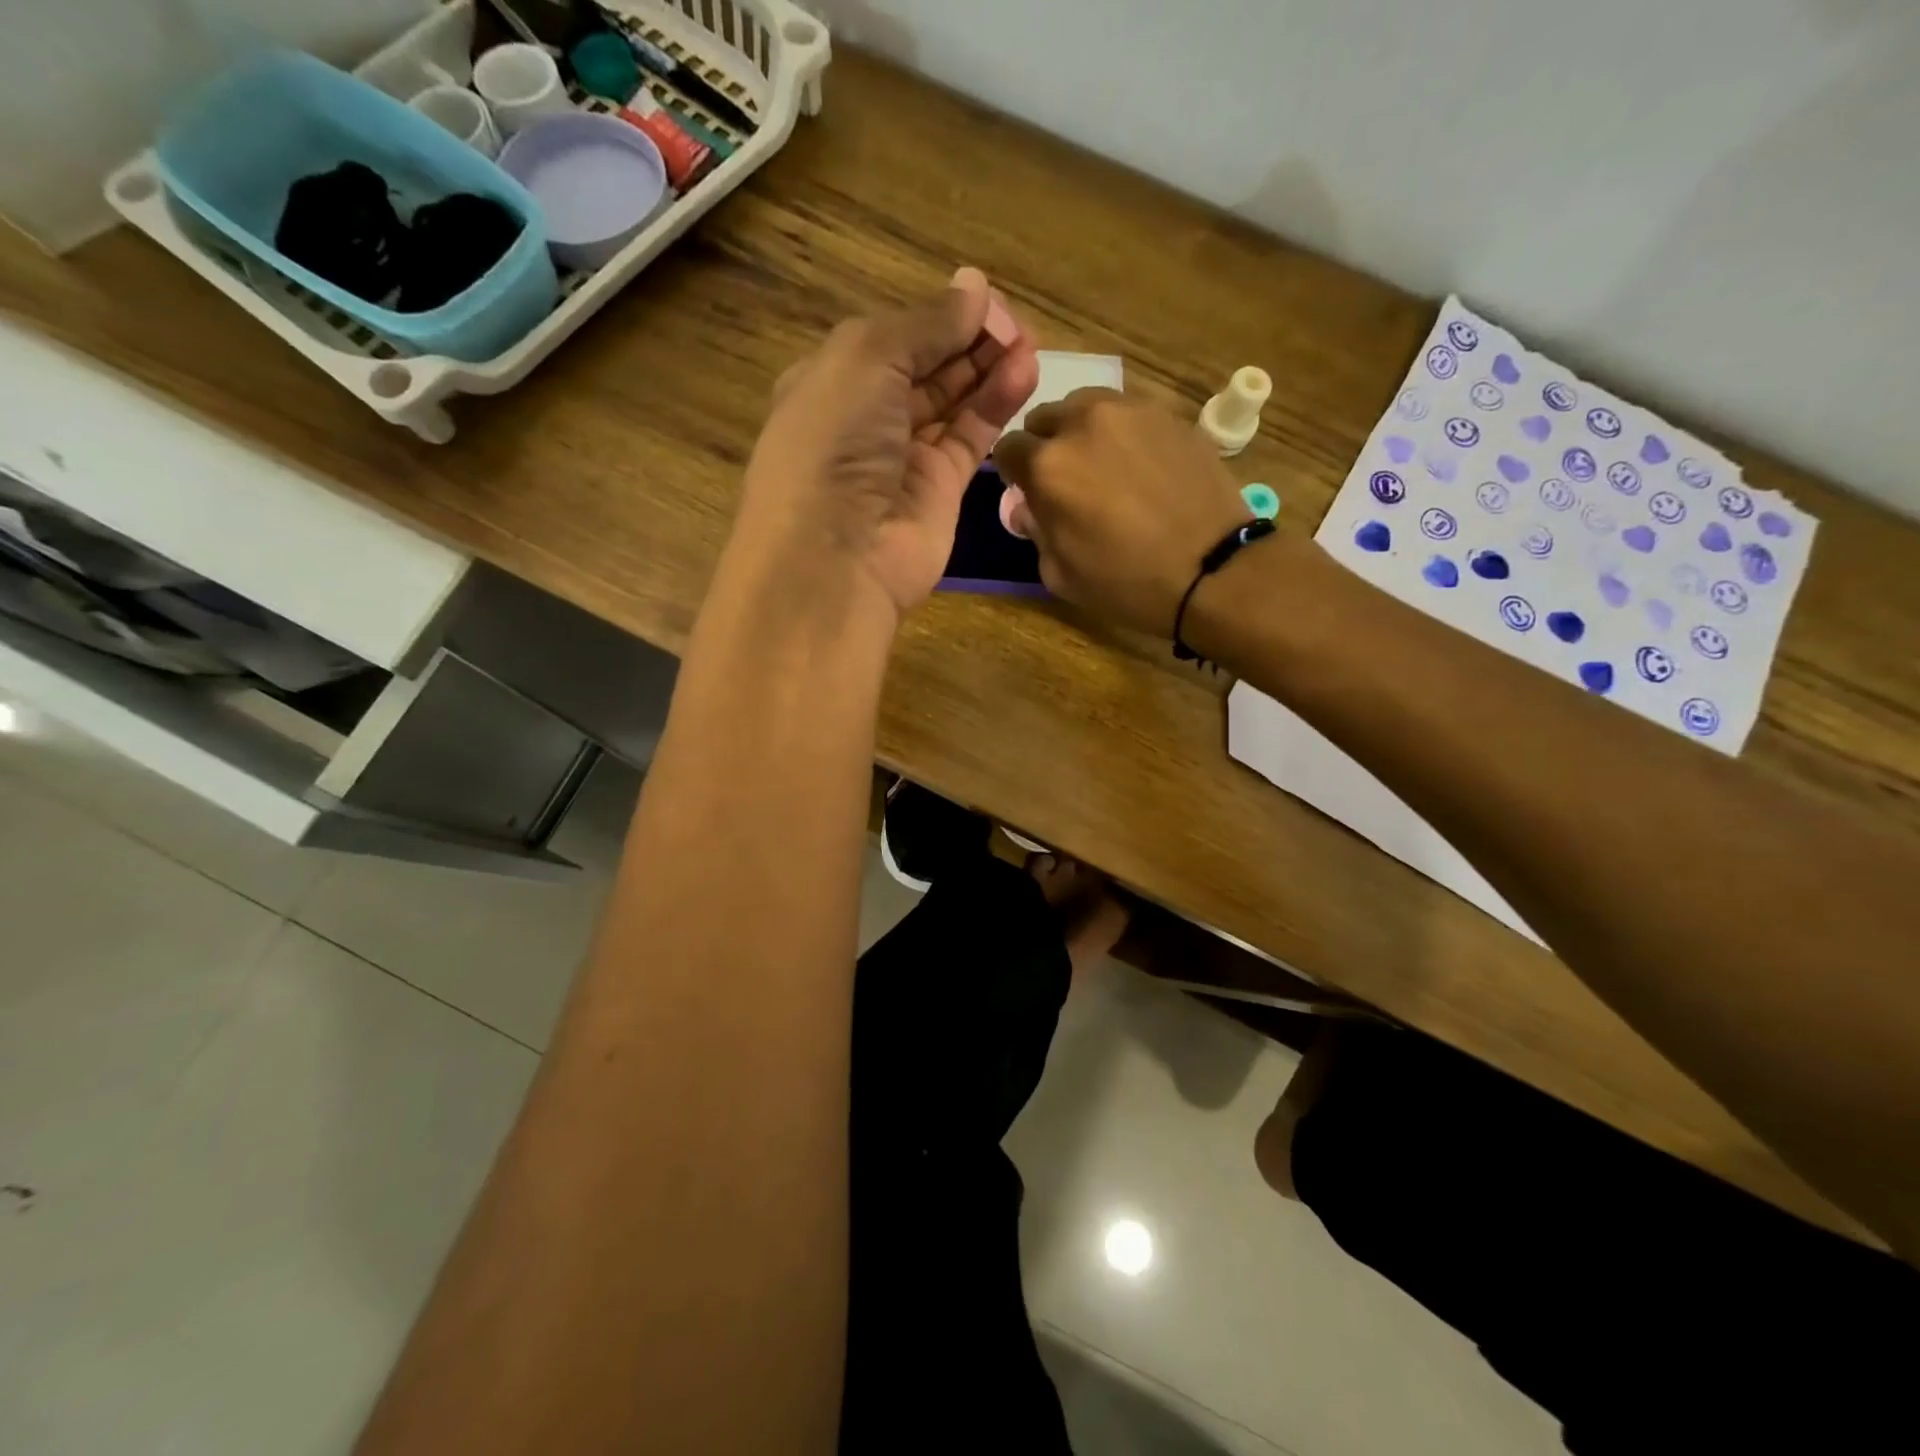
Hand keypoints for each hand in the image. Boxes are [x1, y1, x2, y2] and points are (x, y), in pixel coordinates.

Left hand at [731, 268, 1039, 623]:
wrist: (835, 557)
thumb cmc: (834, 443)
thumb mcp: (866, 360)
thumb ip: (925, 324)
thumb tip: (975, 287)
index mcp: (834, 380)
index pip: (895, 337)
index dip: (939, 316)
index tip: (985, 299)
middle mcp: (868, 418)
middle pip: (928, 367)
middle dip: (970, 341)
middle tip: (1016, 324)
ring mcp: (905, 458)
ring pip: (954, 402)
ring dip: (990, 369)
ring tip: (1030, 344)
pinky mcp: (940, 491)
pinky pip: (971, 438)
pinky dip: (997, 405)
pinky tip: (1025, 374)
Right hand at [994, 389, 1251, 636]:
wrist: (1212, 570)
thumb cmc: (1127, 583)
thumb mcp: (1061, 575)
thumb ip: (1035, 532)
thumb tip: (1029, 508)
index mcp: (1048, 466)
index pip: (1008, 448)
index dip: (1015, 473)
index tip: (1030, 491)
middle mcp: (1083, 424)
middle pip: (1045, 418)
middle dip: (1047, 445)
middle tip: (1069, 480)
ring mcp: (1131, 411)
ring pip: (1087, 406)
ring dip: (1084, 431)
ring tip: (1105, 466)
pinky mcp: (1169, 414)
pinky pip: (1130, 413)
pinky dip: (1124, 434)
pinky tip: (1142, 467)